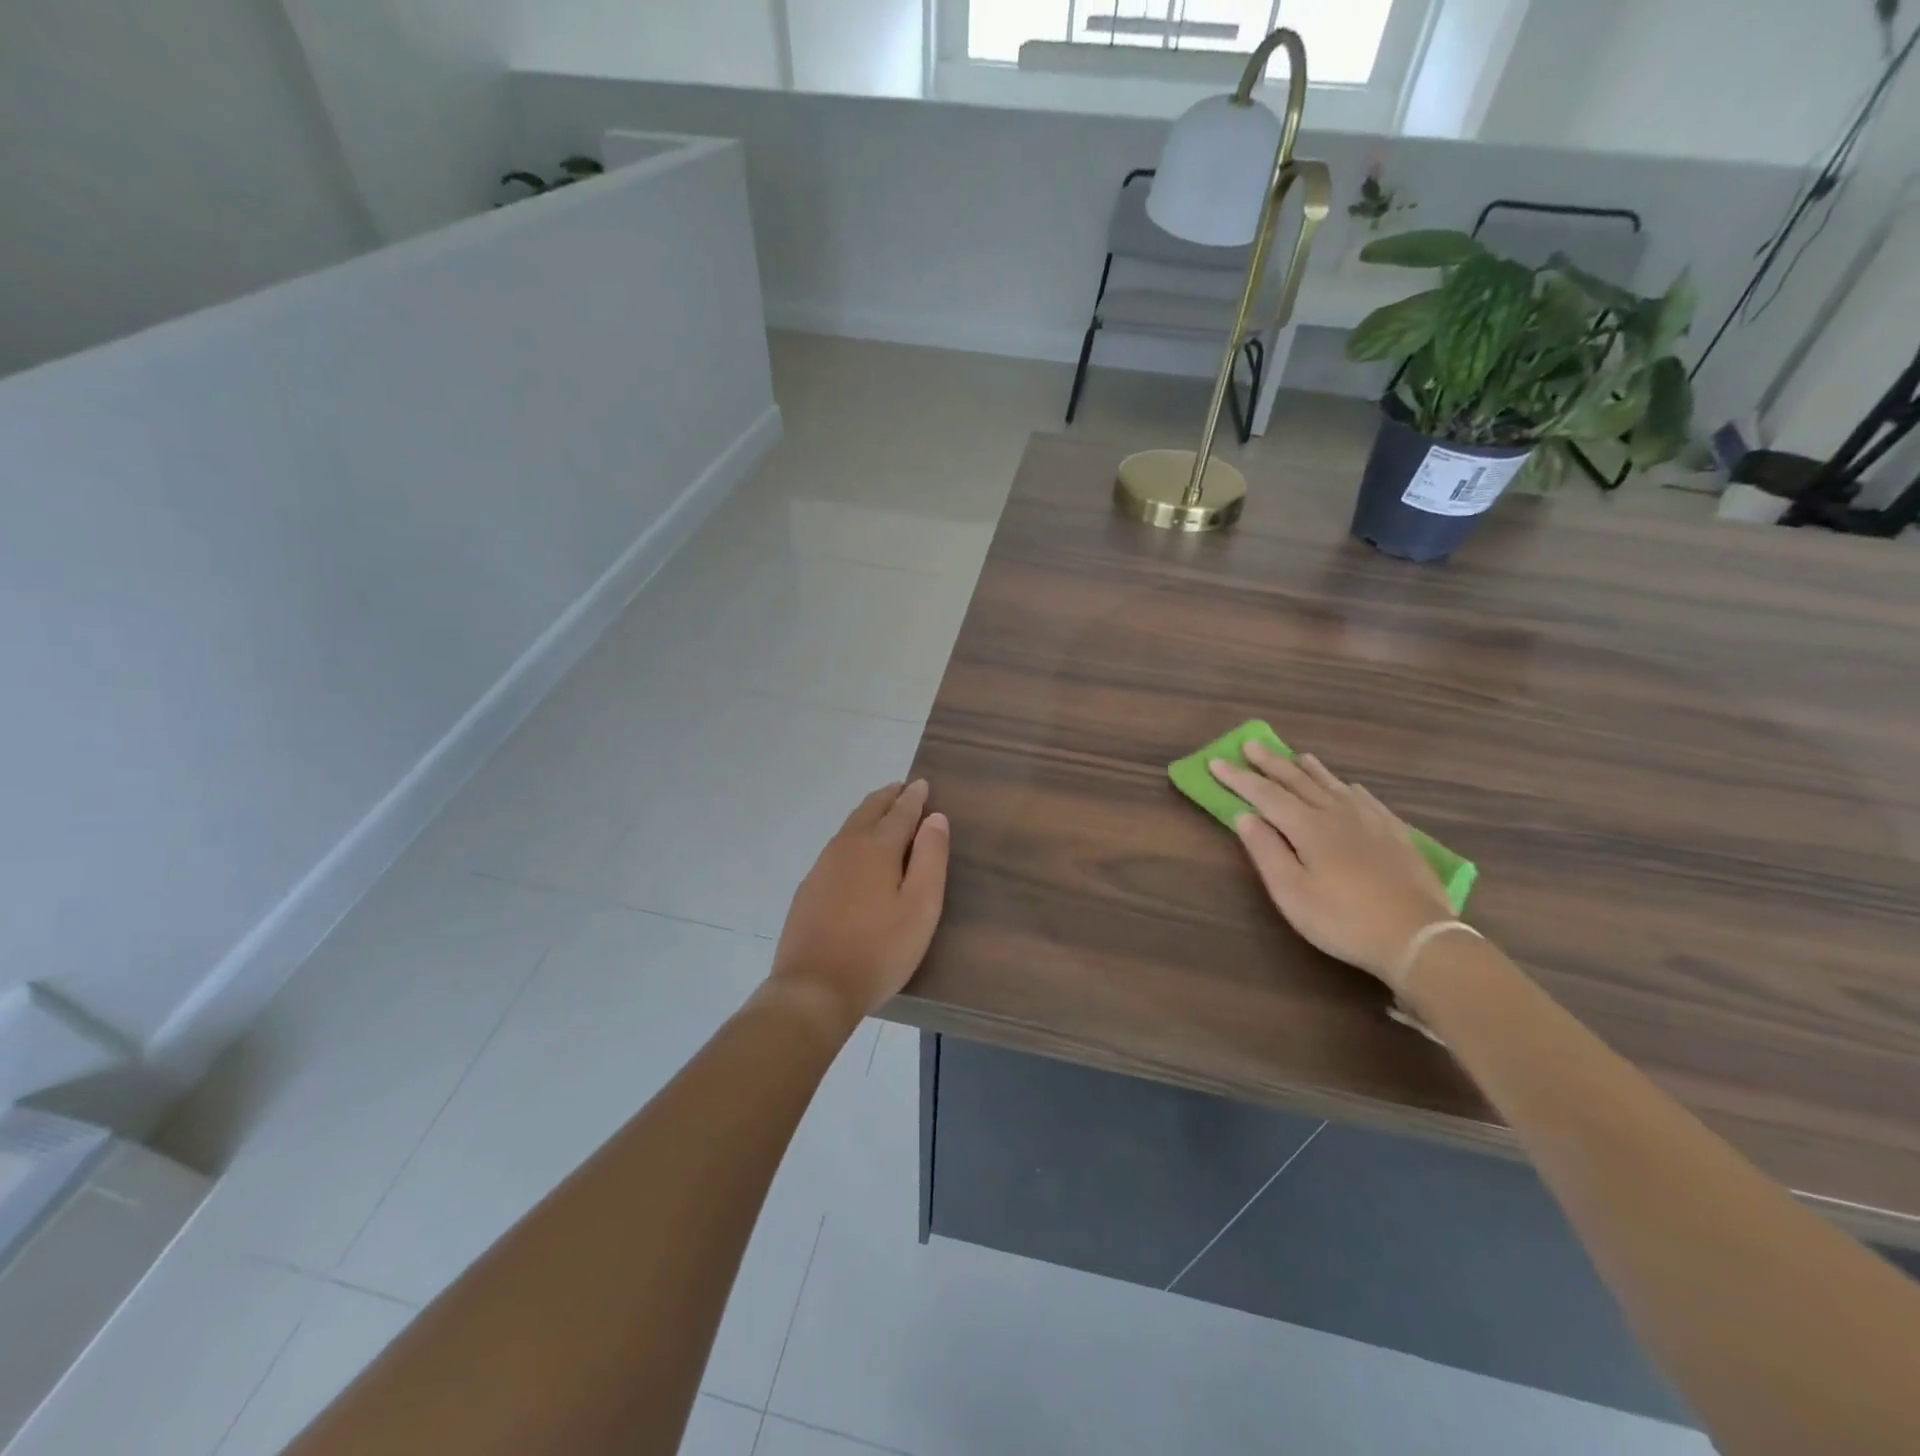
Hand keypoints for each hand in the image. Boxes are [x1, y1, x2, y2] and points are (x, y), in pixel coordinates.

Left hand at [767, 780, 949, 1031]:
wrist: (814, 988)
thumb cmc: (879, 949)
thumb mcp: (920, 907)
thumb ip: (930, 858)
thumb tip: (935, 817)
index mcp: (877, 847)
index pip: (900, 811)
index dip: (914, 797)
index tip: (923, 783)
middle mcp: (846, 847)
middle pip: (869, 811)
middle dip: (888, 797)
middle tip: (903, 789)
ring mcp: (822, 866)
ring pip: (850, 827)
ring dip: (869, 813)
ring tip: (883, 811)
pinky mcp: (809, 888)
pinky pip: (836, 847)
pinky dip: (853, 835)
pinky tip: (856, 851)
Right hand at [1210, 744, 1452, 989]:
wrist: (1417, 936)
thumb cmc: (1342, 918)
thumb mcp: (1291, 892)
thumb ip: (1266, 850)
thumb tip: (1244, 815)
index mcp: (1307, 827)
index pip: (1264, 794)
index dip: (1238, 778)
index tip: (1216, 762)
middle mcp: (1336, 813)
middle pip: (1297, 781)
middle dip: (1270, 763)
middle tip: (1251, 744)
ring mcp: (1370, 820)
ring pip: (1332, 784)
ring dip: (1309, 769)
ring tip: (1296, 755)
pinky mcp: (1395, 833)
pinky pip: (1366, 798)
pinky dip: (1348, 788)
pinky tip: (1349, 787)